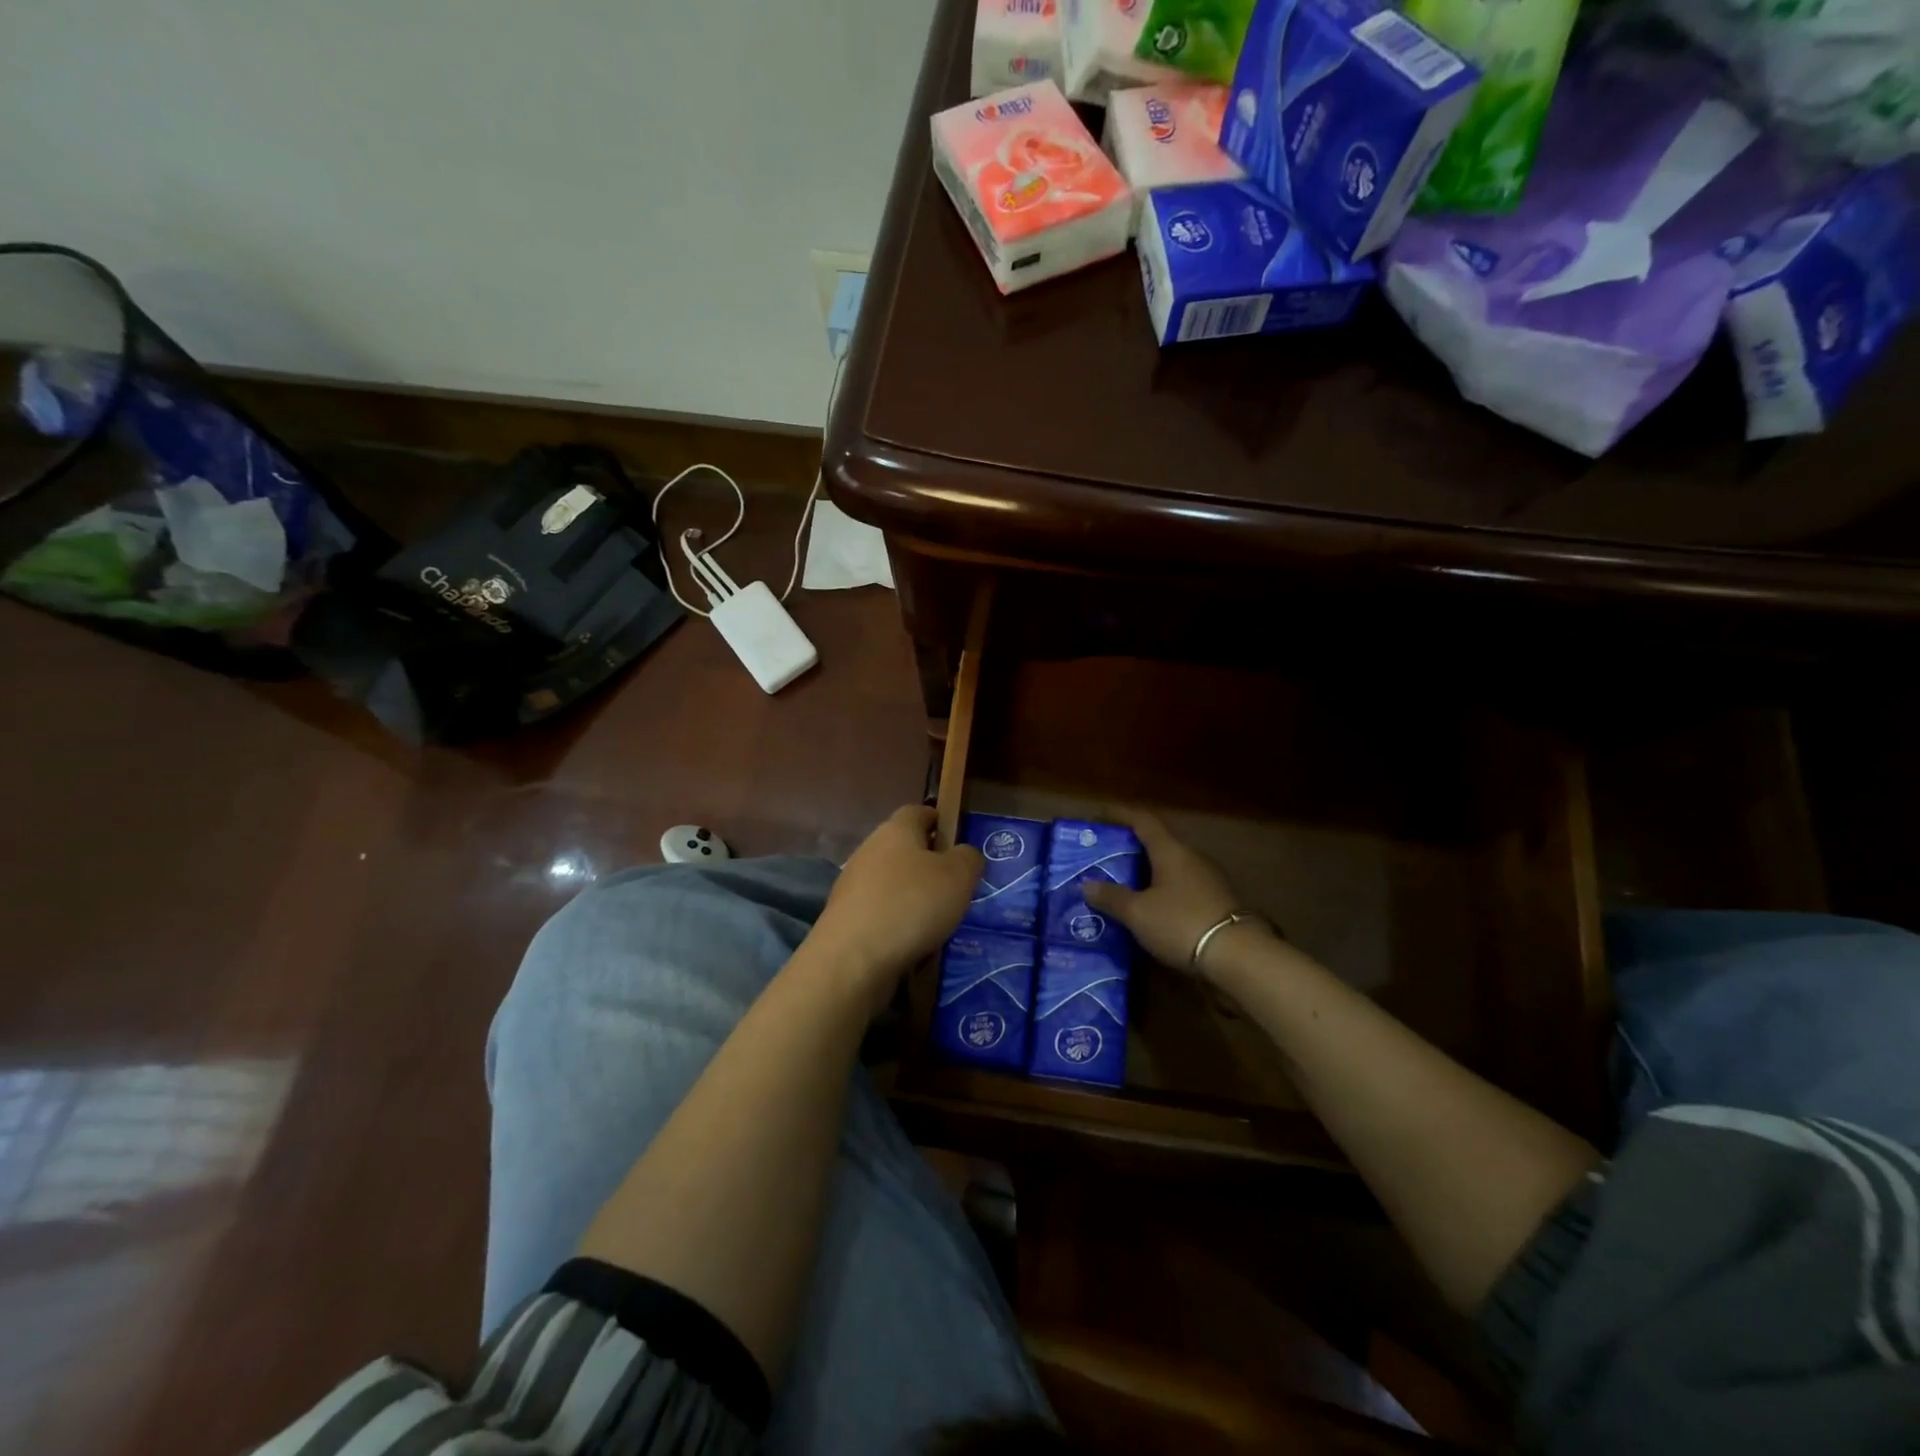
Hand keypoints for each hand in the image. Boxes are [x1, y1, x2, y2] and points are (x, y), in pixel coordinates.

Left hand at [808, 805, 983, 1006]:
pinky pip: (880, 911)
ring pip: (891, 881)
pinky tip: (913, 941)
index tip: (957, 839)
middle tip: (955, 885)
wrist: (852, 958)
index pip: (918, 811)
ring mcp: (853, 884)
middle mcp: (870, 849)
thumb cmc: (911, 904)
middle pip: (903, 847)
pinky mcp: (846, 917)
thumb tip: (964, 854)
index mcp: (896, 829)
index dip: (938, 820)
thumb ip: (968, 858)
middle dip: (928, 863)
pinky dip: (897, 921)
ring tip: (938, 919)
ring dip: (912, 895)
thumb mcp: (958, 876)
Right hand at [1082, 808, 1265, 979]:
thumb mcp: (1138, 913)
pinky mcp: (1215, 901)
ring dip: (1146, 870)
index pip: (1143, 821)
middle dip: (1130, 846)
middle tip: (1103, 855)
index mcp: (1171, 850)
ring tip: (1121, 882)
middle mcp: (1191, 857)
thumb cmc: (1181, 923)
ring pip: (1169, 865)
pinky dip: (1160, 889)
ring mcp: (1207, 879)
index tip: (1098, 815)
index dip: (1119, 815)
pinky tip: (1148, 906)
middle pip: (1157, 842)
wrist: (1238, 956)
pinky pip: (1180, 885)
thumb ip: (1111, 897)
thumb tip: (1086, 885)